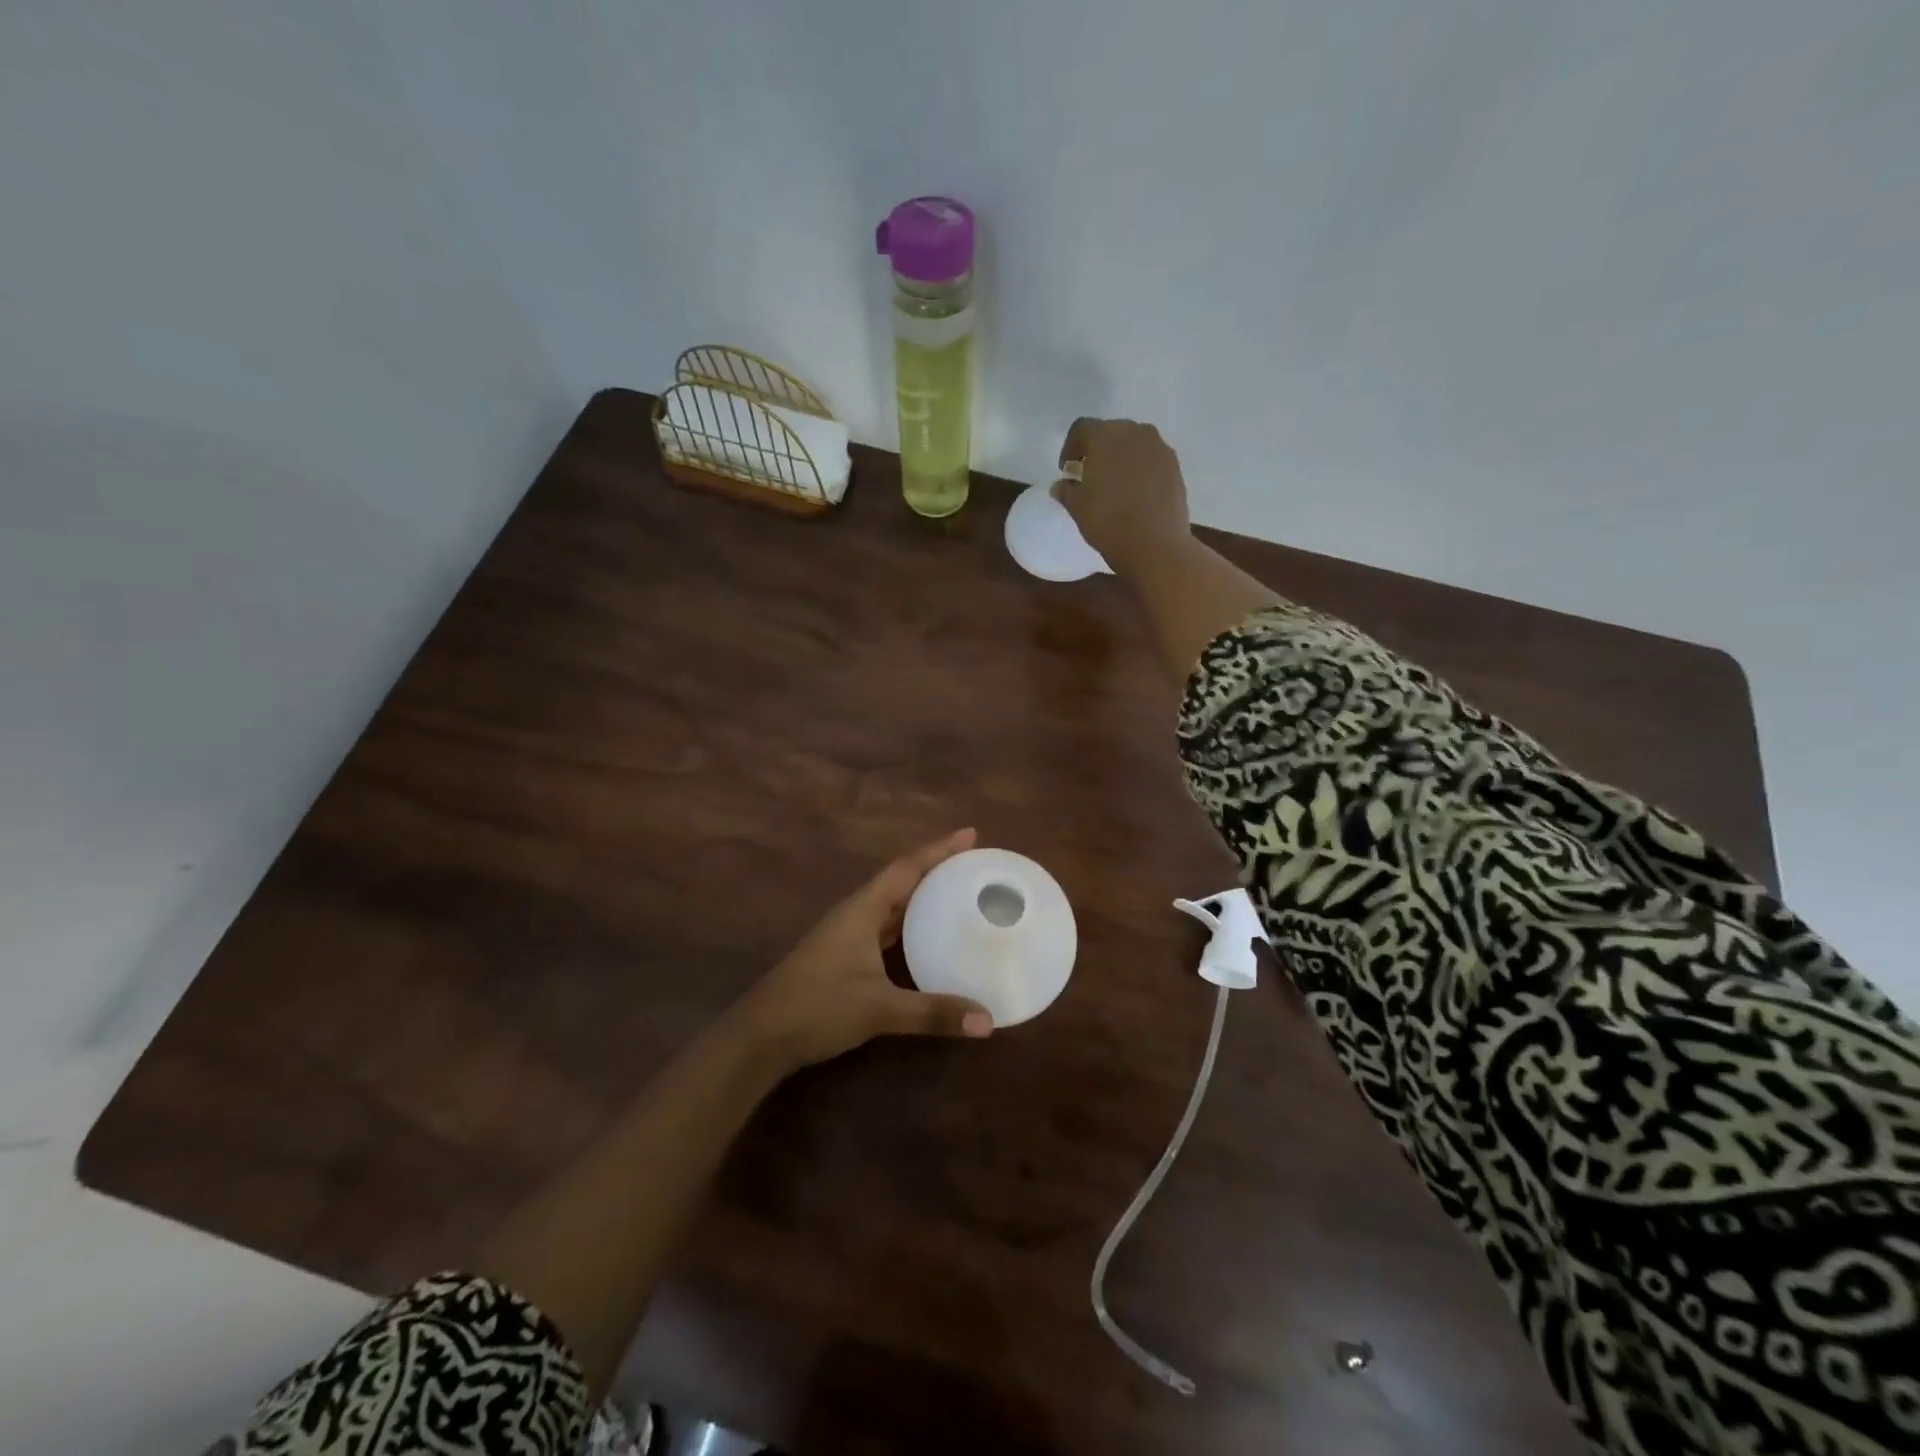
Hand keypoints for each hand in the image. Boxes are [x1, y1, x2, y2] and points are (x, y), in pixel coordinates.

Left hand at [736, 829, 992, 1072]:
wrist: (760, 1036)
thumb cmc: (818, 1007)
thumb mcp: (879, 1009)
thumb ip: (932, 1012)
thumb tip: (988, 1022)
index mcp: (863, 909)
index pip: (907, 868)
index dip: (939, 850)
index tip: (971, 834)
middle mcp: (856, 914)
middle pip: (902, 881)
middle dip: (936, 869)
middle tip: (975, 865)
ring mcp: (847, 935)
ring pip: (892, 905)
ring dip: (923, 896)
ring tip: (959, 893)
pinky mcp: (844, 957)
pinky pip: (885, 928)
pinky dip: (910, 924)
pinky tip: (927, 938)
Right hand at [1052, 418, 1192, 577]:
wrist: (1155, 545)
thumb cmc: (1108, 522)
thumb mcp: (1077, 508)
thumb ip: (1067, 490)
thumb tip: (1062, 485)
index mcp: (1105, 437)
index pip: (1081, 429)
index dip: (1070, 448)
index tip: (1067, 470)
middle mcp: (1135, 432)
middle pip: (1110, 432)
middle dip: (1097, 450)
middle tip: (1090, 475)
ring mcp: (1159, 448)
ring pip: (1134, 444)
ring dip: (1121, 458)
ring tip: (1114, 484)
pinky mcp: (1175, 466)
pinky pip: (1151, 459)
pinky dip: (1140, 469)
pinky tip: (1135, 493)